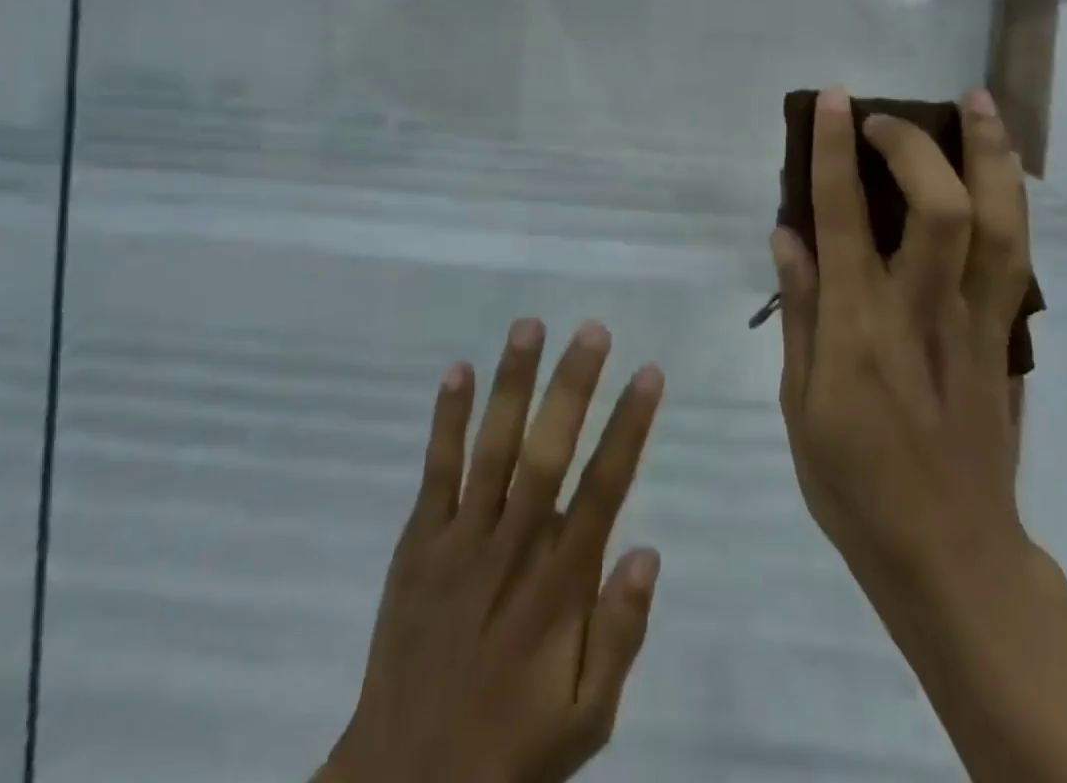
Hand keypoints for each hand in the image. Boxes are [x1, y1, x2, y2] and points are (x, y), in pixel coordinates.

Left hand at [321, 320, 664, 782]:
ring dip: (512, 385)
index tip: (648, 373)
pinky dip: (445, 422)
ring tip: (529, 326)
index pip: (604, 488)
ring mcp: (460, 541)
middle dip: (572, 386)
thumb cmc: (511, 746)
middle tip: (593, 330)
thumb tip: (648, 551)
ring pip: (493, 448)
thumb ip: (620, 635)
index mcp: (560, 585)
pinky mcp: (418, 544)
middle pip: (548, 453)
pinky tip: (457, 373)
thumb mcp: (587, 718)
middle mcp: (513, 548)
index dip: (628, 427)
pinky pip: (435, 472)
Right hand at [770, 86, 1035, 613]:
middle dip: (914, 144)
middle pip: (941, 208)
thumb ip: (799, 310)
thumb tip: (787, 233)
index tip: (832, 100)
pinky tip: (1001, 170)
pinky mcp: (1005, 336)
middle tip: (884, 115)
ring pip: (999, 223)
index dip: (838, 150)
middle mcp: (921, 311)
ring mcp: (975, 321)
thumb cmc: (854, 482)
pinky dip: (1011, 200)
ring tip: (978, 101)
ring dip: (990, 154)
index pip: (844, 217)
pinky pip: (1016, 256)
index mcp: (858, 328)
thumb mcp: (799, 402)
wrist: (949, 553)